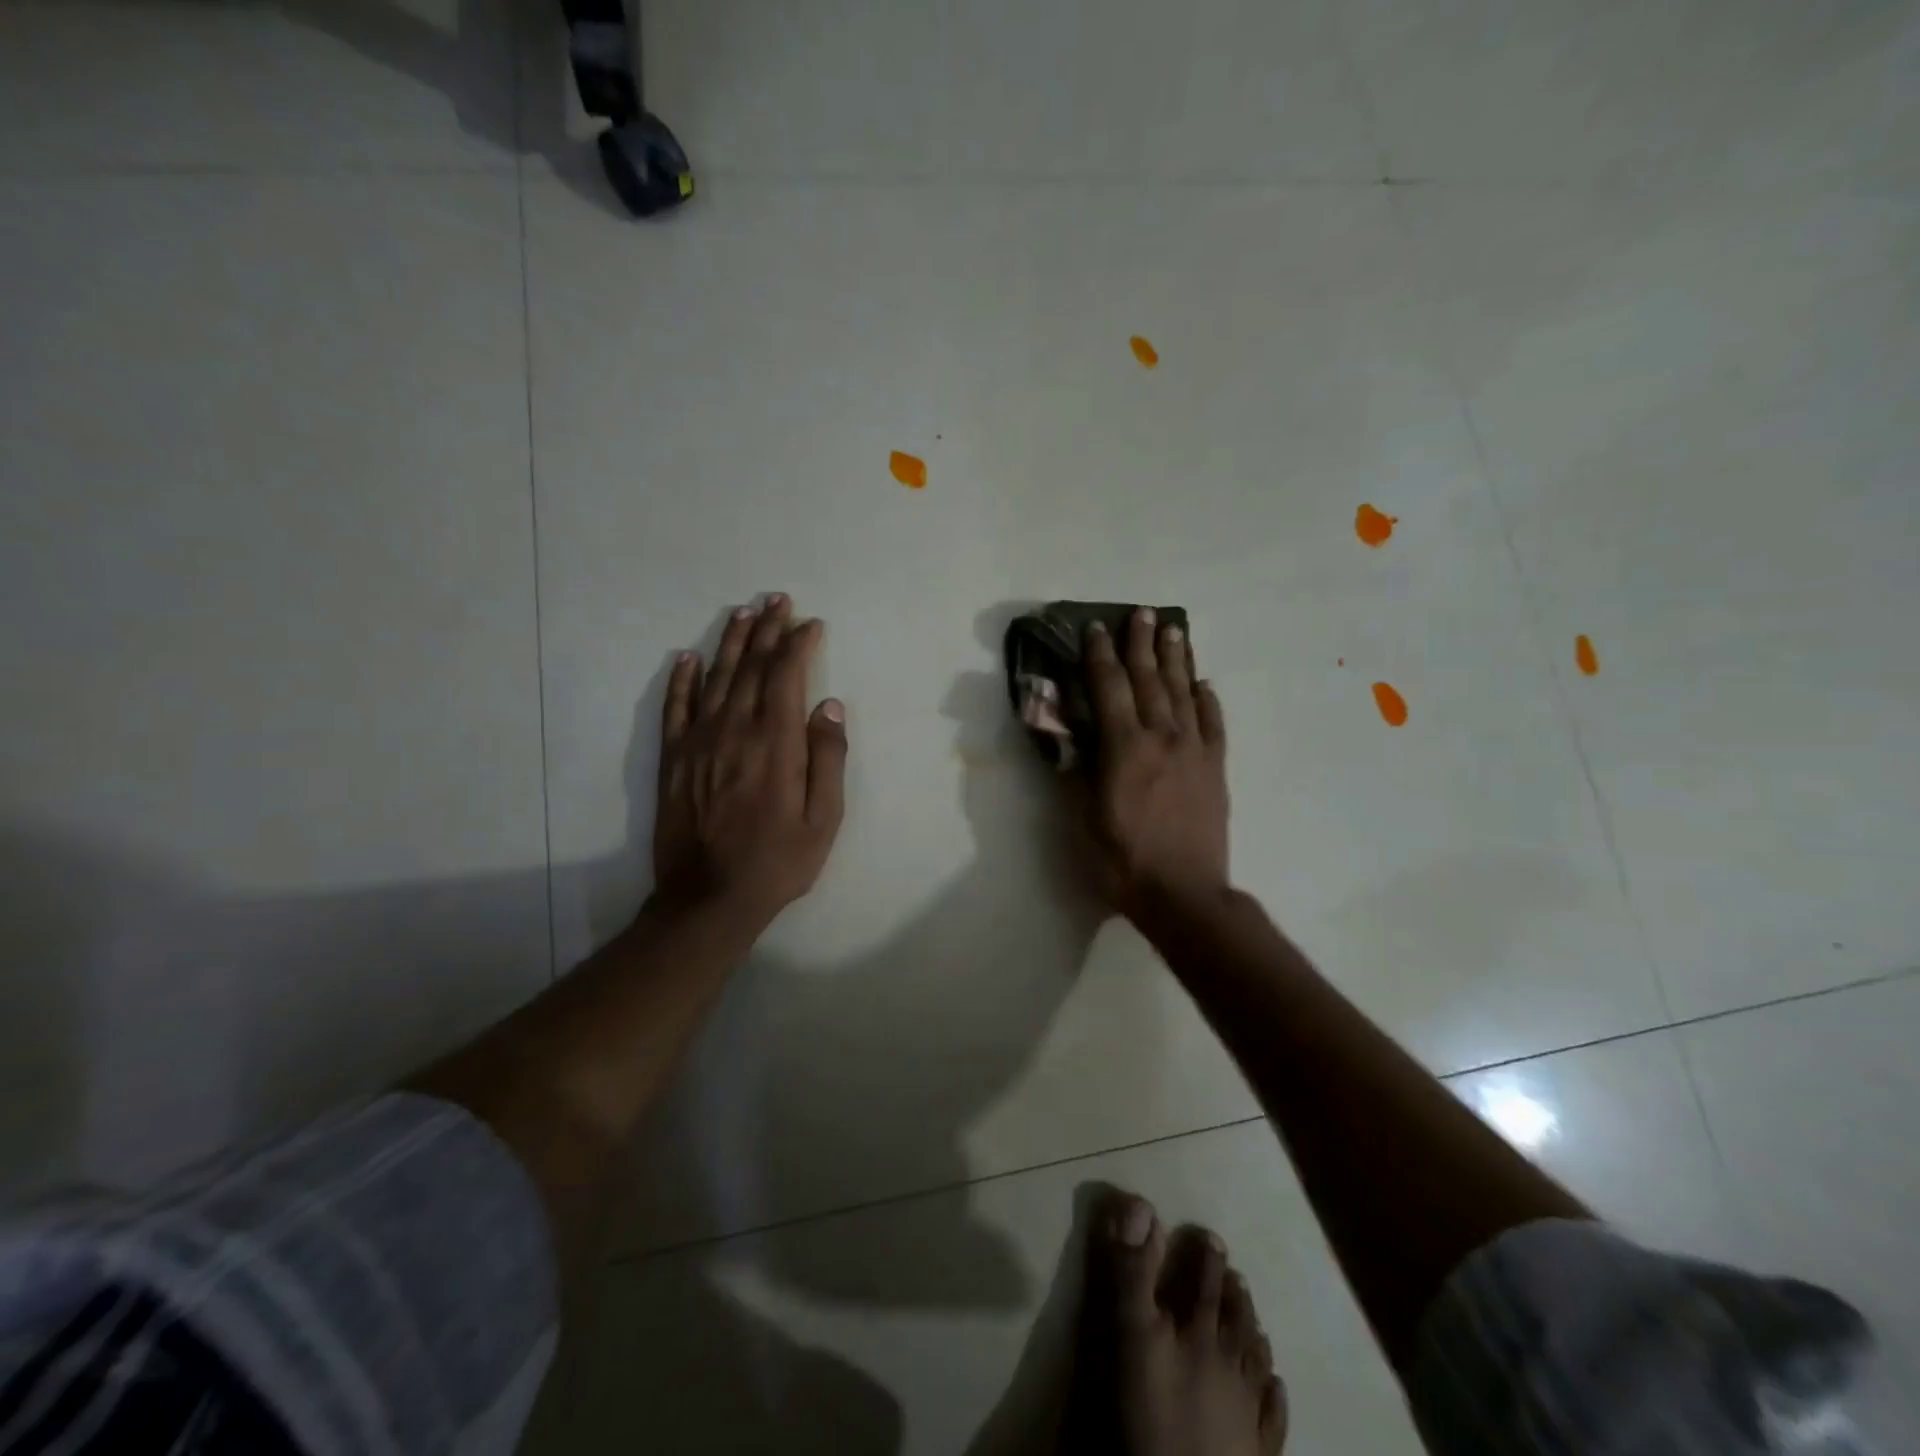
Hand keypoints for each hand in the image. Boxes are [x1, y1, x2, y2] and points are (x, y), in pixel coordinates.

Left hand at [652, 594, 846, 924]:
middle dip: (767, 630)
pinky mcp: (672, 758)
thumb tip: (829, 706)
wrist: (708, 899)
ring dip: (731, 642)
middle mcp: (734, 730)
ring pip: (715, 678)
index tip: (811, 624)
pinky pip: (674, 707)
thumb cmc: (778, 861)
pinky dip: (681, 679)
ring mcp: (698, 742)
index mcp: (775, 743)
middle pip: (751, 667)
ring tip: (744, 613)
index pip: (787, 676)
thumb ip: (828, 758)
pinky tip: (688, 657)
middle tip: (778, 600)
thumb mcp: (824, 819)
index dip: (799, 645)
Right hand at [1079, 607, 1229, 916]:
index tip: (1096, 627)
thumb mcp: (1083, 819)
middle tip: (1142, 612)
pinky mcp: (1216, 768)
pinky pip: (1214, 723)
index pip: (1109, 688)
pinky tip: (1204, 684)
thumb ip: (1076, 771)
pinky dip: (1208, 699)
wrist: (1185, 895)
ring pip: (1184, 693)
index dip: (1100, 656)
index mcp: (1125, 748)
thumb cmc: (1123, 861)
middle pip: (1151, 680)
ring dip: (1177, 659)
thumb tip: (1068, 736)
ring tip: (1174, 629)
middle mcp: (1162, 738)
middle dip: (1142, 644)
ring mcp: (1195, 751)